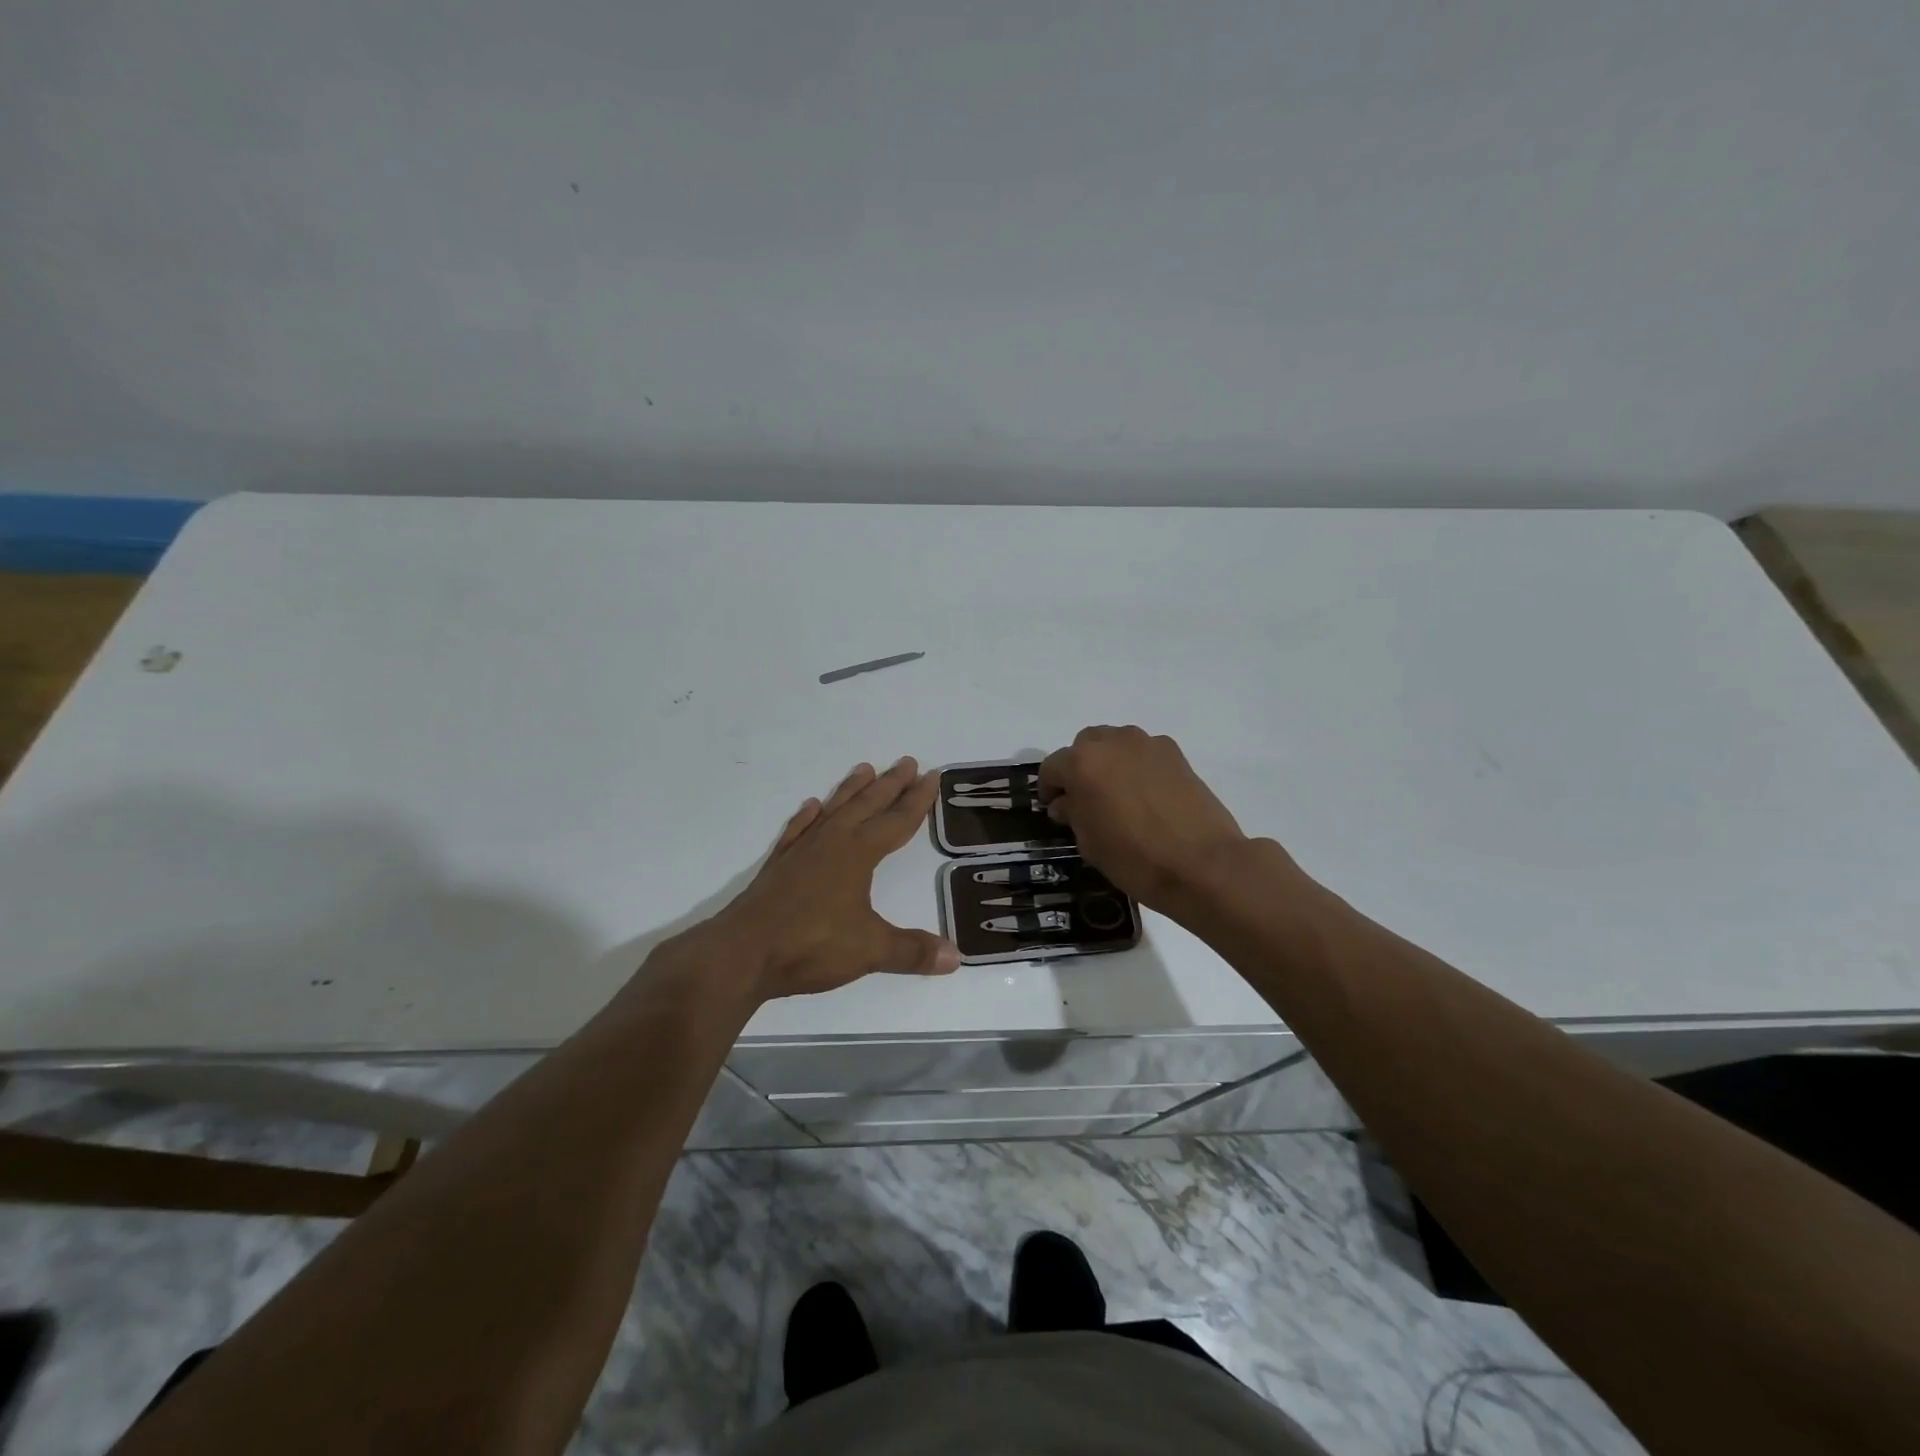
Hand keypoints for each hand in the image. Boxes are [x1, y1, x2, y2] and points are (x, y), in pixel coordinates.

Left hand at [692, 758, 960, 1001]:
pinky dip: (807, 816)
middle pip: (867, 805)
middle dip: (890, 784)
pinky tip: (811, 806)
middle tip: (907, 761)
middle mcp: (832, 842)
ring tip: (864, 768)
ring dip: (851, 790)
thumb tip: (956, 957)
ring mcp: (802, 851)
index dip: (917, 800)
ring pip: (833, 810)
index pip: (897, 820)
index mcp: (858, 854)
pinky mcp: (779, 866)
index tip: (931, 775)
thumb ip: (912, 951)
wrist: (742, 953)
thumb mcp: (869, 950)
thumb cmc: (810, 945)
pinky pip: (798, 830)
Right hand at [1040, 726, 1281, 913]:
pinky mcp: (1176, 754)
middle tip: (1084, 799)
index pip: (1052, 767)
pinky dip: (1137, 767)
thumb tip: (1067, 803)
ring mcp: (1147, 744)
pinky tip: (1146, 796)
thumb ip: (1073, 814)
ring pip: (1116, 744)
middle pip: (1085, 746)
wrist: (1202, 864)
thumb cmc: (1134, 858)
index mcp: (1082, 763)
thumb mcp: (1089, 843)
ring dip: (1109, 763)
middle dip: (1079, 768)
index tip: (1054, 809)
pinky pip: (1144, 753)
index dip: (1049, 789)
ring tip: (1117, 795)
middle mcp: (1112, 742)